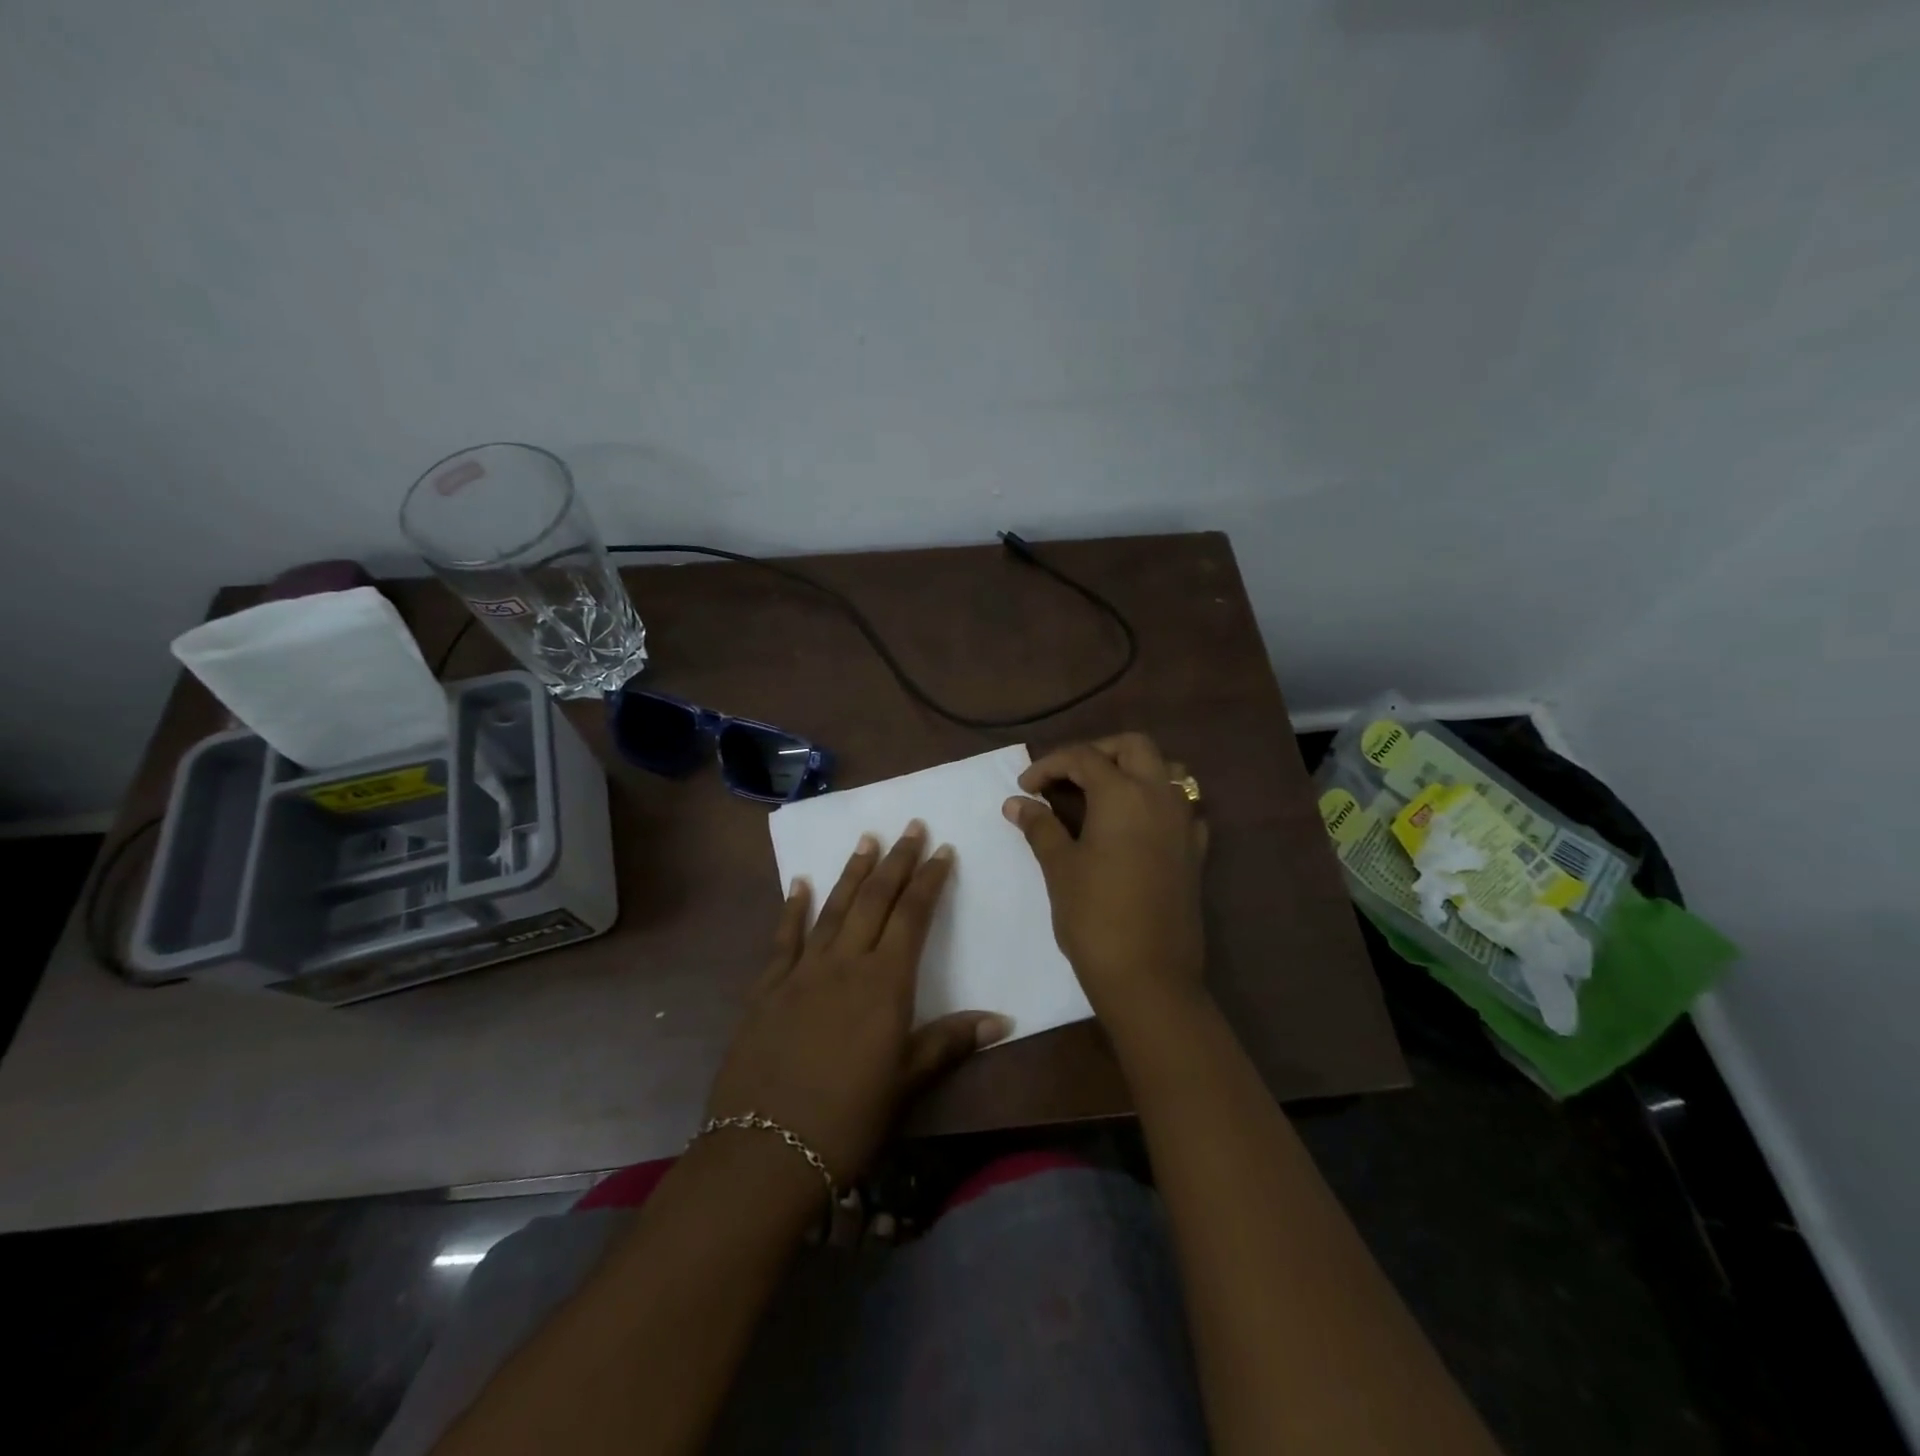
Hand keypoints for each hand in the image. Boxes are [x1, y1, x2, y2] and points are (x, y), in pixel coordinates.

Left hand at [705, 821, 1011, 1186]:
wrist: (765, 1150)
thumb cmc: (849, 1119)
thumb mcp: (907, 1082)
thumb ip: (950, 1042)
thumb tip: (1002, 1020)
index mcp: (885, 983)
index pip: (913, 916)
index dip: (929, 881)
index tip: (942, 850)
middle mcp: (845, 963)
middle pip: (875, 900)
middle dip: (896, 861)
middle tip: (911, 827)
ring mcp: (802, 972)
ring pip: (833, 909)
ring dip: (852, 872)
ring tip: (867, 840)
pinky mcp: (767, 988)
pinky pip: (784, 938)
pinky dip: (793, 908)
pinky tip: (799, 883)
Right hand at [1003, 733, 1208, 1029]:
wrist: (1148, 976)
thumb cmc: (1095, 916)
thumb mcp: (1060, 867)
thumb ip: (1040, 826)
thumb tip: (1016, 803)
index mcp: (1124, 794)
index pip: (1084, 757)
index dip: (1049, 766)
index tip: (1025, 789)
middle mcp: (1161, 796)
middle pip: (1134, 747)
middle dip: (1097, 752)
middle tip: (1067, 777)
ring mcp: (1185, 823)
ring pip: (1168, 770)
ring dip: (1135, 770)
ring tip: (1103, 794)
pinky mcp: (1196, 851)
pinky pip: (1182, 807)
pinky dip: (1158, 802)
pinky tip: (1136, 826)